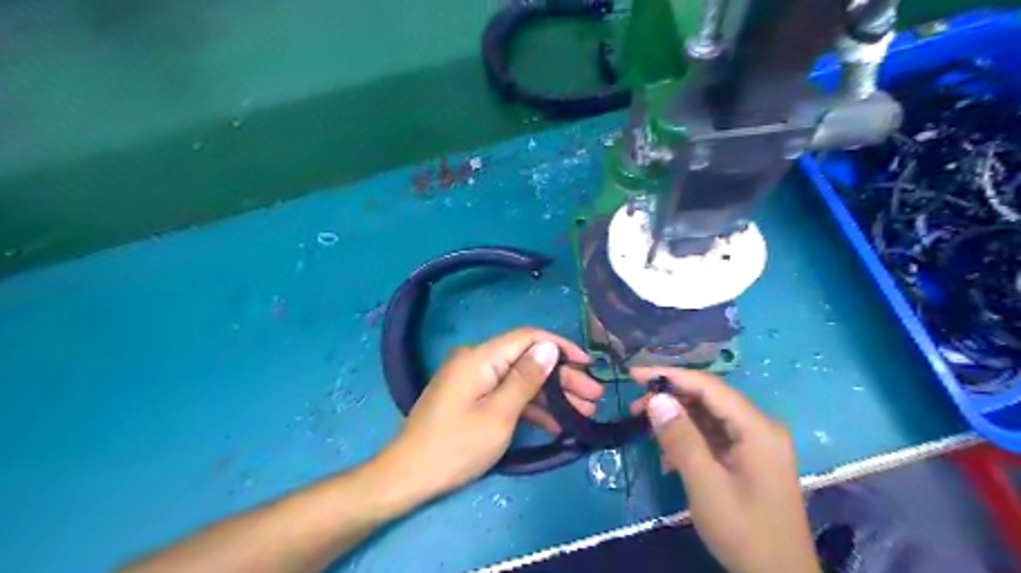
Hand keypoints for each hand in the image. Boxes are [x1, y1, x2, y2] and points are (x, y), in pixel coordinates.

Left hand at [375, 328, 599, 500]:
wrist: (408, 476)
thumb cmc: (455, 447)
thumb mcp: (498, 415)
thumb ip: (526, 379)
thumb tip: (549, 347)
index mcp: (480, 357)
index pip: (528, 338)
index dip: (560, 347)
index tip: (588, 363)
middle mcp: (477, 360)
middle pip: (526, 360)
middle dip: (562, 377)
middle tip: (594, 396)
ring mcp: (473, 379)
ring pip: (519, 379)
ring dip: (551, 395)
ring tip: (584, 411)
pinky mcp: (471, 397)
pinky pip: (505, 394)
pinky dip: (529, 407)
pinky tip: (556, 424)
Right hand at [631, 367, 817, 572]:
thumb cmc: (744, 532)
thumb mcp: (706, 485)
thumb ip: (681, 438)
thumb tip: (657, 398)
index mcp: (757, 428)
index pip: (708, 386)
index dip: (669, 375)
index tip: (633, 374)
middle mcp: (759, 426)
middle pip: (708, 398)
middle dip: (670, 399)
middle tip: (635, 407)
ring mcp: (755, 442)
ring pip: (708, 416)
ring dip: (676, 420)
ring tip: (646, 429)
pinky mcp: (748, 457)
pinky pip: (713, 436)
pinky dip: (688, 439)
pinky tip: (668, 457)